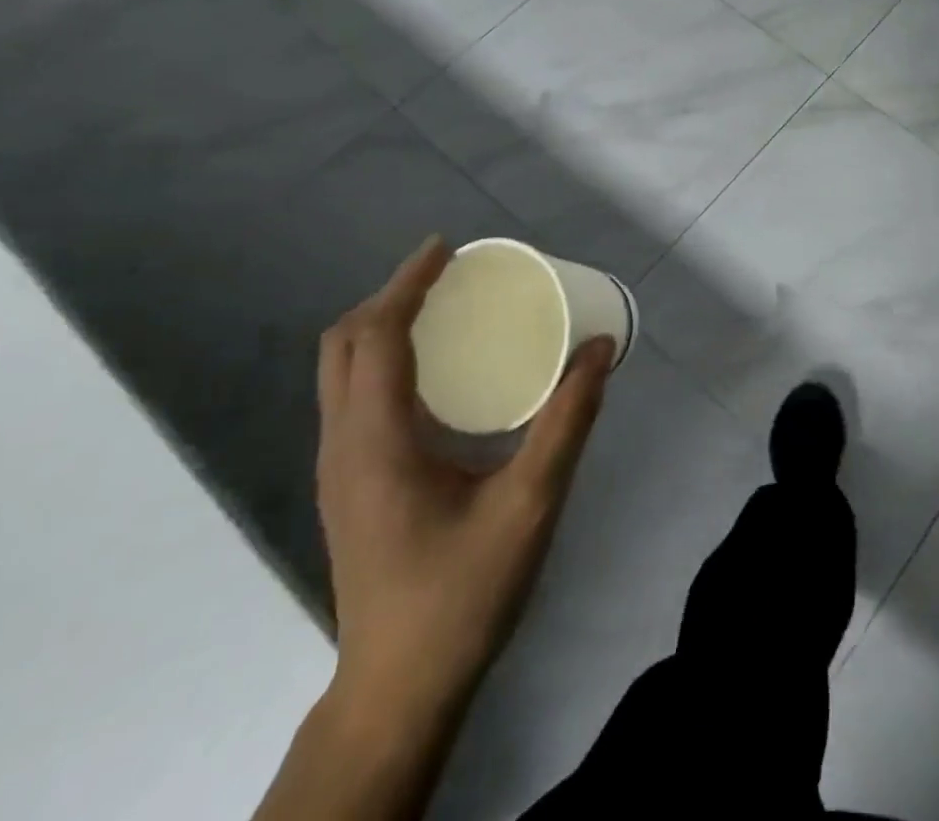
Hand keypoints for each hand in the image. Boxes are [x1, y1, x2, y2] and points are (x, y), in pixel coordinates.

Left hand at [314, 237, 611, 726]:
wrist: (399, 690)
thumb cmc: (463, 592)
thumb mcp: (531, 503)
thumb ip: (567, 421)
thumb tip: (598, 350)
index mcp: (377, 442)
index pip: (376, 336)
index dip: (407, 283)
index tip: (447, 248)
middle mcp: (344, 445)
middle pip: (344, 345)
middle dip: (390, 296)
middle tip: (447, 275)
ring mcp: (339, 469)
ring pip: (340, 372)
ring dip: (381, 326)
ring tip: (440, 307)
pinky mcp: (349, 486)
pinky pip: (352, 397)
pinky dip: (382, 359)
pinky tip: (431, 372)